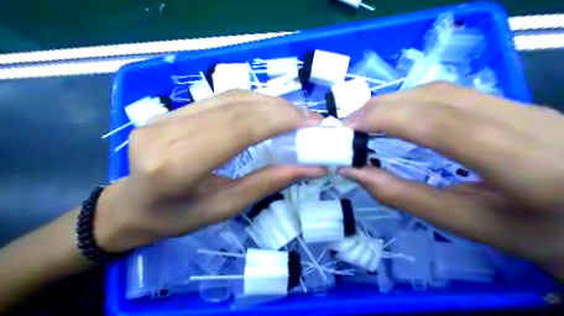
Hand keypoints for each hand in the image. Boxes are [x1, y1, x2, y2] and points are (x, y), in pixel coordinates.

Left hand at [95, 90, 327, 252]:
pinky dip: (251, 102)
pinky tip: (269, 111)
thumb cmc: (176, 218)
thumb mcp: (224, 209)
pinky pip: (219, 99)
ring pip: (228, 98)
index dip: (276, 120)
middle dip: (279, 110)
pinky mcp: (169, 111)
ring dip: (268, 103)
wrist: (131, 206)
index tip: (309, 123)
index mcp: (176, 167)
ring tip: (294, 115)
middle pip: (234, 108)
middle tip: (309, 119)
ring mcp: (164, 117)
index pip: (235, 129)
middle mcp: (166, 133)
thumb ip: (266, 184)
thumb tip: (309, 168)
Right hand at [341, 81, 563, 278]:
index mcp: (525, 163)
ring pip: (442, 90)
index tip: (347, 129)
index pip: (439, 124)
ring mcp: (523, 106)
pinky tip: (396, 116)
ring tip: (365, 121)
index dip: (385, 119)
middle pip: (436, 98)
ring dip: (394, 101)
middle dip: (381, 107)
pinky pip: (451, 94)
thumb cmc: (540, 235)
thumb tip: (356, 172)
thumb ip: (407, 197)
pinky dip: (411, 101)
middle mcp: (526, 121)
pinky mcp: (514, 104)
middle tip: (347, 126)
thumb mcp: (471, 225)